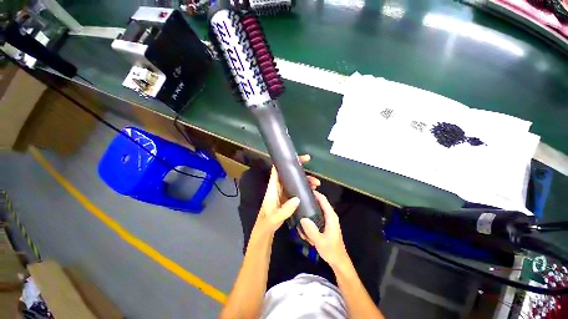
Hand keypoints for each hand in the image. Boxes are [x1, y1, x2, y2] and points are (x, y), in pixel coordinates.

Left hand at [252, 155, 320, 237]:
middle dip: (301, 172)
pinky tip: (312, 191)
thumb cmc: (267, 223)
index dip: (285, 162)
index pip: (277, 170)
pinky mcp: (287, 198)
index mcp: (272, 188)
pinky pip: (296, 189)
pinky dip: (304, 188)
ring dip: (305, 180)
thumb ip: (285, 209)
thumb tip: (298, 198)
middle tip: (314, 176)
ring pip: (294, 181)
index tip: (299, 159)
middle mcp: (278, 187)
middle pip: (288, 174)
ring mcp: (283, 192)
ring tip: (316, 184)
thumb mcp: (275, 217)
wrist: (265, 231)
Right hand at [300, 191, 348, 267]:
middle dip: (310, 201)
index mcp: (331, 217)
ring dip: (309, 211)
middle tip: (298, 202)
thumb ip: (312, 231)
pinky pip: (316, 217)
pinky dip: (310, 218)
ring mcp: (327, 220)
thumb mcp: (320, 242)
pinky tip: (303, 227)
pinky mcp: (324, 225)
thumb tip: (303, 218)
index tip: (305, 190)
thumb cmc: (332, 251)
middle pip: (319, 203)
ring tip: (299, 214)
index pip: (323, 200)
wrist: (338, 261)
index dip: (315, 194)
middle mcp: (330, 216)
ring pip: (317, 210)